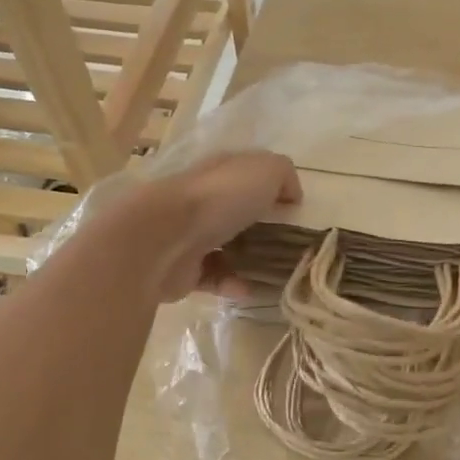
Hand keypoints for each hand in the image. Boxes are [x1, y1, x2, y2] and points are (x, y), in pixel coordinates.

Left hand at [146, 152, 300, 300]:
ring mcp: (190, 234)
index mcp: (222, 172)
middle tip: (292, 245)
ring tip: (277, 273)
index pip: (249, 175)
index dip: (273, 188)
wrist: (162, 238)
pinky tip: (249, 289)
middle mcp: (205, 200)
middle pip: (239, 212)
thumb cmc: (218, 197)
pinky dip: (233, 283)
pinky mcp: (183, 268)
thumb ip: (284, 175)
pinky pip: (214, 277)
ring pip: (227, 246)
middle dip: (264, 227)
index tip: (297, 210)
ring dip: (250, 260)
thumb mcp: (265, 171)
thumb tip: (292, 195)